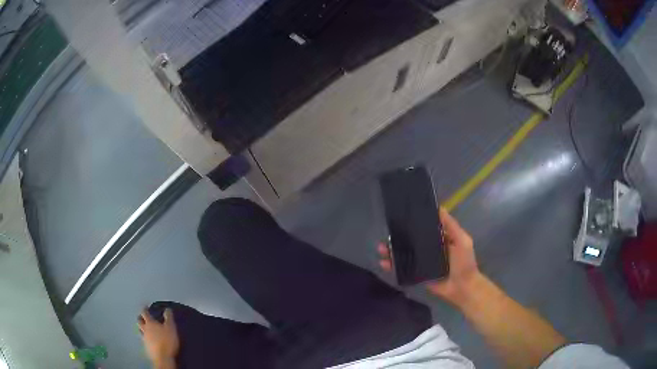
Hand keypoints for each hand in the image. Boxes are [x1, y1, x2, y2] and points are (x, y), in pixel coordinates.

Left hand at [138, 308, 179, 366]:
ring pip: (140, 330)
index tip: (146, 306)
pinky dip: (145, 338)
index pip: (144, 312)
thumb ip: (168, 317)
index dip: (144, 308)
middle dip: (140, 317)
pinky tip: (149, 340)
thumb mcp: (171, 327)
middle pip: (139, 321)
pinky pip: (143, 340)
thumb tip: (167, 309)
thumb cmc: (167, 340)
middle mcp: (145, 329)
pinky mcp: (146, 347)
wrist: (163, 357)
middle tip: (143, 316)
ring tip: (144, 328)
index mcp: (150, 323)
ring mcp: (144, 338)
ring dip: (141, 328)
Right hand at [378, 207, 481, 306]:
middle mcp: (429, 249)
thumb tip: (440, 207)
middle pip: (411, 240)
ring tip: (381, 249)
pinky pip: (403, 269)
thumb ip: (451, 226)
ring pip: (404, 254)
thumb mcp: (462, 240)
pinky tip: (384, 263)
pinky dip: (393, 266)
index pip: (424, 228)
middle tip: (387, 233)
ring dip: (392, 251)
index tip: (401, 216)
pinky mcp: (417, 274)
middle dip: (398, 237)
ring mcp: (422, 262)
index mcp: (440, 239)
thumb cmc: (464, 262)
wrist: (462, 288)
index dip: (413, 222)